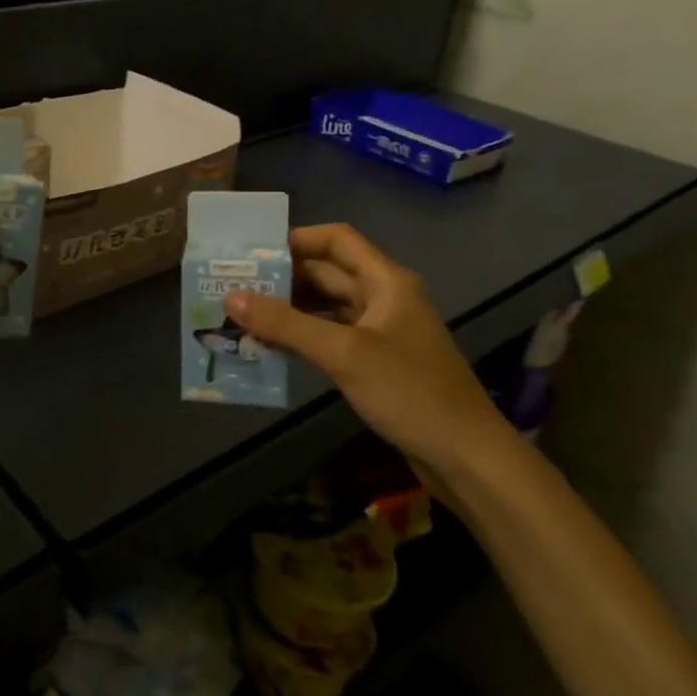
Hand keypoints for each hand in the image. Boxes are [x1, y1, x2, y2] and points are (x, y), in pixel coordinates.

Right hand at [223, 223, 515, 476]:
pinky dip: (302, 336)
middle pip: (327, 273)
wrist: (466, 456)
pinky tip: (272, 346)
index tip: (253, 254)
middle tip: (234, 286)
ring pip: (326, 306)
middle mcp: (383, 297)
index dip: (296, 240)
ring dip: (289, 309)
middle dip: (283, 278)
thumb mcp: (344, 354)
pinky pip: (331, 335)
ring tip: (243, 315)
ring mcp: (380, 330)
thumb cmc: (410, 392)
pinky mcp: (376, 360)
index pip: (336, 240)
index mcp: (385, 281)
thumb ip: (286, 324)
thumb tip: (230, 297)